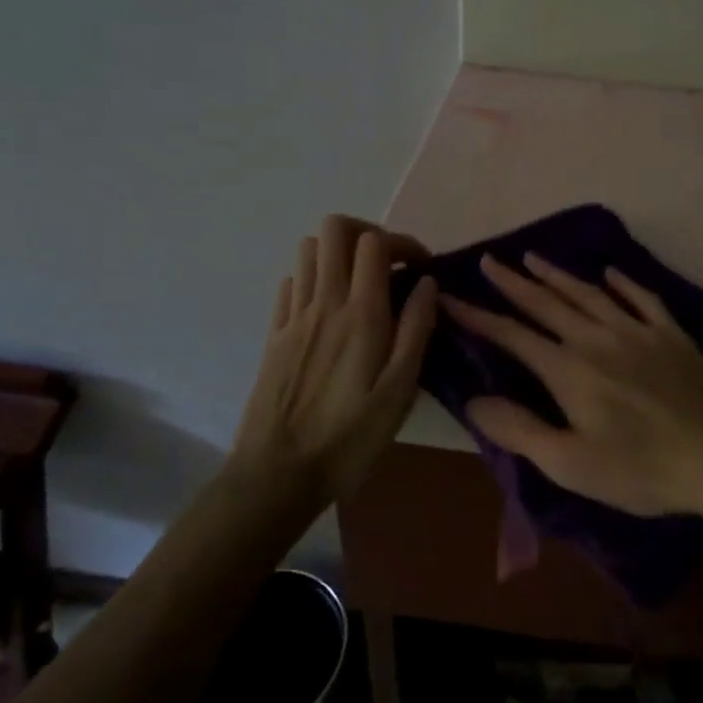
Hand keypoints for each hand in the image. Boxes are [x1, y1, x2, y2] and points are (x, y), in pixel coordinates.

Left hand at [233, 215, 437, 502]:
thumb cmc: (349, 436)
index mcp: (361, 314)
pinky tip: (328, 307)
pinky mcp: (274, 333)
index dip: (402, 242)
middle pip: (335, 229)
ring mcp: (294, 316)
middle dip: (367, 232)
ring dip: (338, 253)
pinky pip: (290, 282)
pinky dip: (312, 278)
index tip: (420, 268)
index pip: (375, 242)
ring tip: (359, 282)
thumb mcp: (400, 390)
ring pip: (308, 250)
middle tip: (388, 264)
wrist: (277, 473)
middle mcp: (324, 302)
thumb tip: (427, 283)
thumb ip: (417, 329)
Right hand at [439, 253, 702, 517]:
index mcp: (569, 370)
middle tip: (488, 261)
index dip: (479, 316)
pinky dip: (623, 283)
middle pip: (547, 303)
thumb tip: (475, 400)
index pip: (513, 336)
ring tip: (533, 258)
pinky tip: (611, 272)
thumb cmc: (640, 467)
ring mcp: (637, 330)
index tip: (451, 296)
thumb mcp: (570, 464)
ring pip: (588, 293)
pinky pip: (642, 298)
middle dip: (513, 282)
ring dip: (558, 275)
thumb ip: (520, 430)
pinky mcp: (670, 333)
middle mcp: (597, 338)